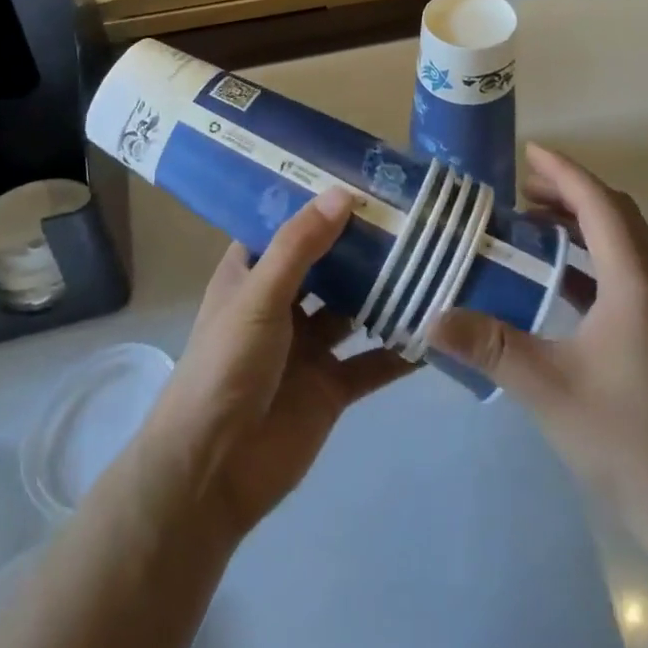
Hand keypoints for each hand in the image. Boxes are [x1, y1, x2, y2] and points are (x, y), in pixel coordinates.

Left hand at [138, 192, 412, 540]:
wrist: (212, 471)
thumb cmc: (226, 365)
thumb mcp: (260, 294)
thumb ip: (300, 246)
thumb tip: (343, 193)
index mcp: (253, 275)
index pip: (287, 227)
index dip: (318, 203)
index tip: (362, 176)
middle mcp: (282, 304)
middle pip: (328, 266)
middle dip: (363, 245)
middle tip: (412, 214)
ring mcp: (308, 347)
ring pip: (354, 310)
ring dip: (386, 293)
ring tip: (433, 261)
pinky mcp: (331, 387)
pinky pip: (372, 362)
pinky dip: (399, 351)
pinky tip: (435, 331)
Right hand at [431, 144, 647, 545]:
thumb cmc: (623, 438)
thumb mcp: (547, 388)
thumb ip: (489, 345)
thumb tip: (431, 317)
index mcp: (634, 285)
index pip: (601, 206)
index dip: (566, 173)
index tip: (529, 151)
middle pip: (617, 214)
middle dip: (572, 190)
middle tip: (522, 184)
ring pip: (622, 242)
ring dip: (582, 221)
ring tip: (532, 220)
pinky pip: (621, 271)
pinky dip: (588, 255)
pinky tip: (554, 275)